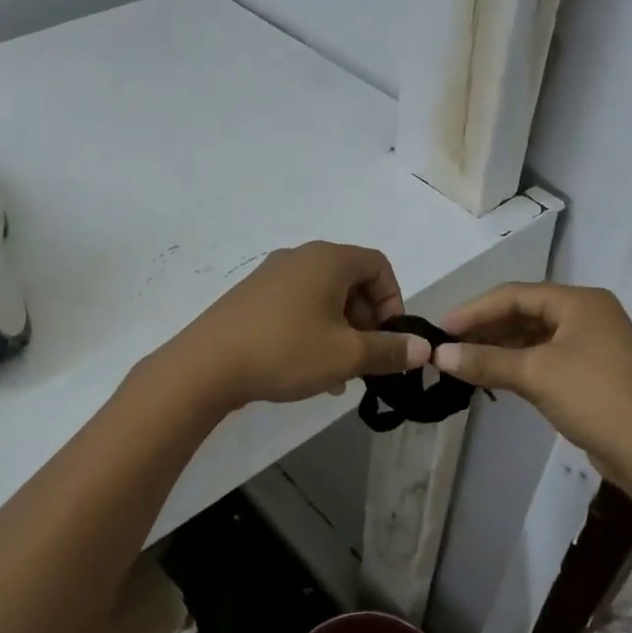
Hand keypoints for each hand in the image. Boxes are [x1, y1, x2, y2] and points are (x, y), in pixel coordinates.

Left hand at [167, 242, 429, 409]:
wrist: (207, 365)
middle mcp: (299, 258)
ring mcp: (270, 276)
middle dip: (366, 322)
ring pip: (323, 299)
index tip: (390, 338)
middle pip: (350, 282)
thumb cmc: (286, 351)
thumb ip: (390, 350)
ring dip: (340, 332)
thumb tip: (424, 348)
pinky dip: (312, 331)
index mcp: (328, 259)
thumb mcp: (346, 355)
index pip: (378, 265)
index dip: (393, 301)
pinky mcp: (251, 297)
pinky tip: (308, 370)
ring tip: (339, 374)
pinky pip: (296, 307)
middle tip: (365, 360)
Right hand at [433, 283, 631, 479]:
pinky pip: (544, 358)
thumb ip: (486, 360)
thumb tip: (439, 355)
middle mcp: (587, 315)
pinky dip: (517, 364)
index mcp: (579, 302)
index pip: (515, 294)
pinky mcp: (591, 373)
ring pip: (533, 337)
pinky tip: (493, 375)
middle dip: (486, 328)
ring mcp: (592, 345)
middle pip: (524, 313)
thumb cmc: (595, 397)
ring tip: (463, 360)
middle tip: (448, 345)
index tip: (441, 328)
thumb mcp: (536, 374)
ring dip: (499, 347)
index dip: (475, 310)